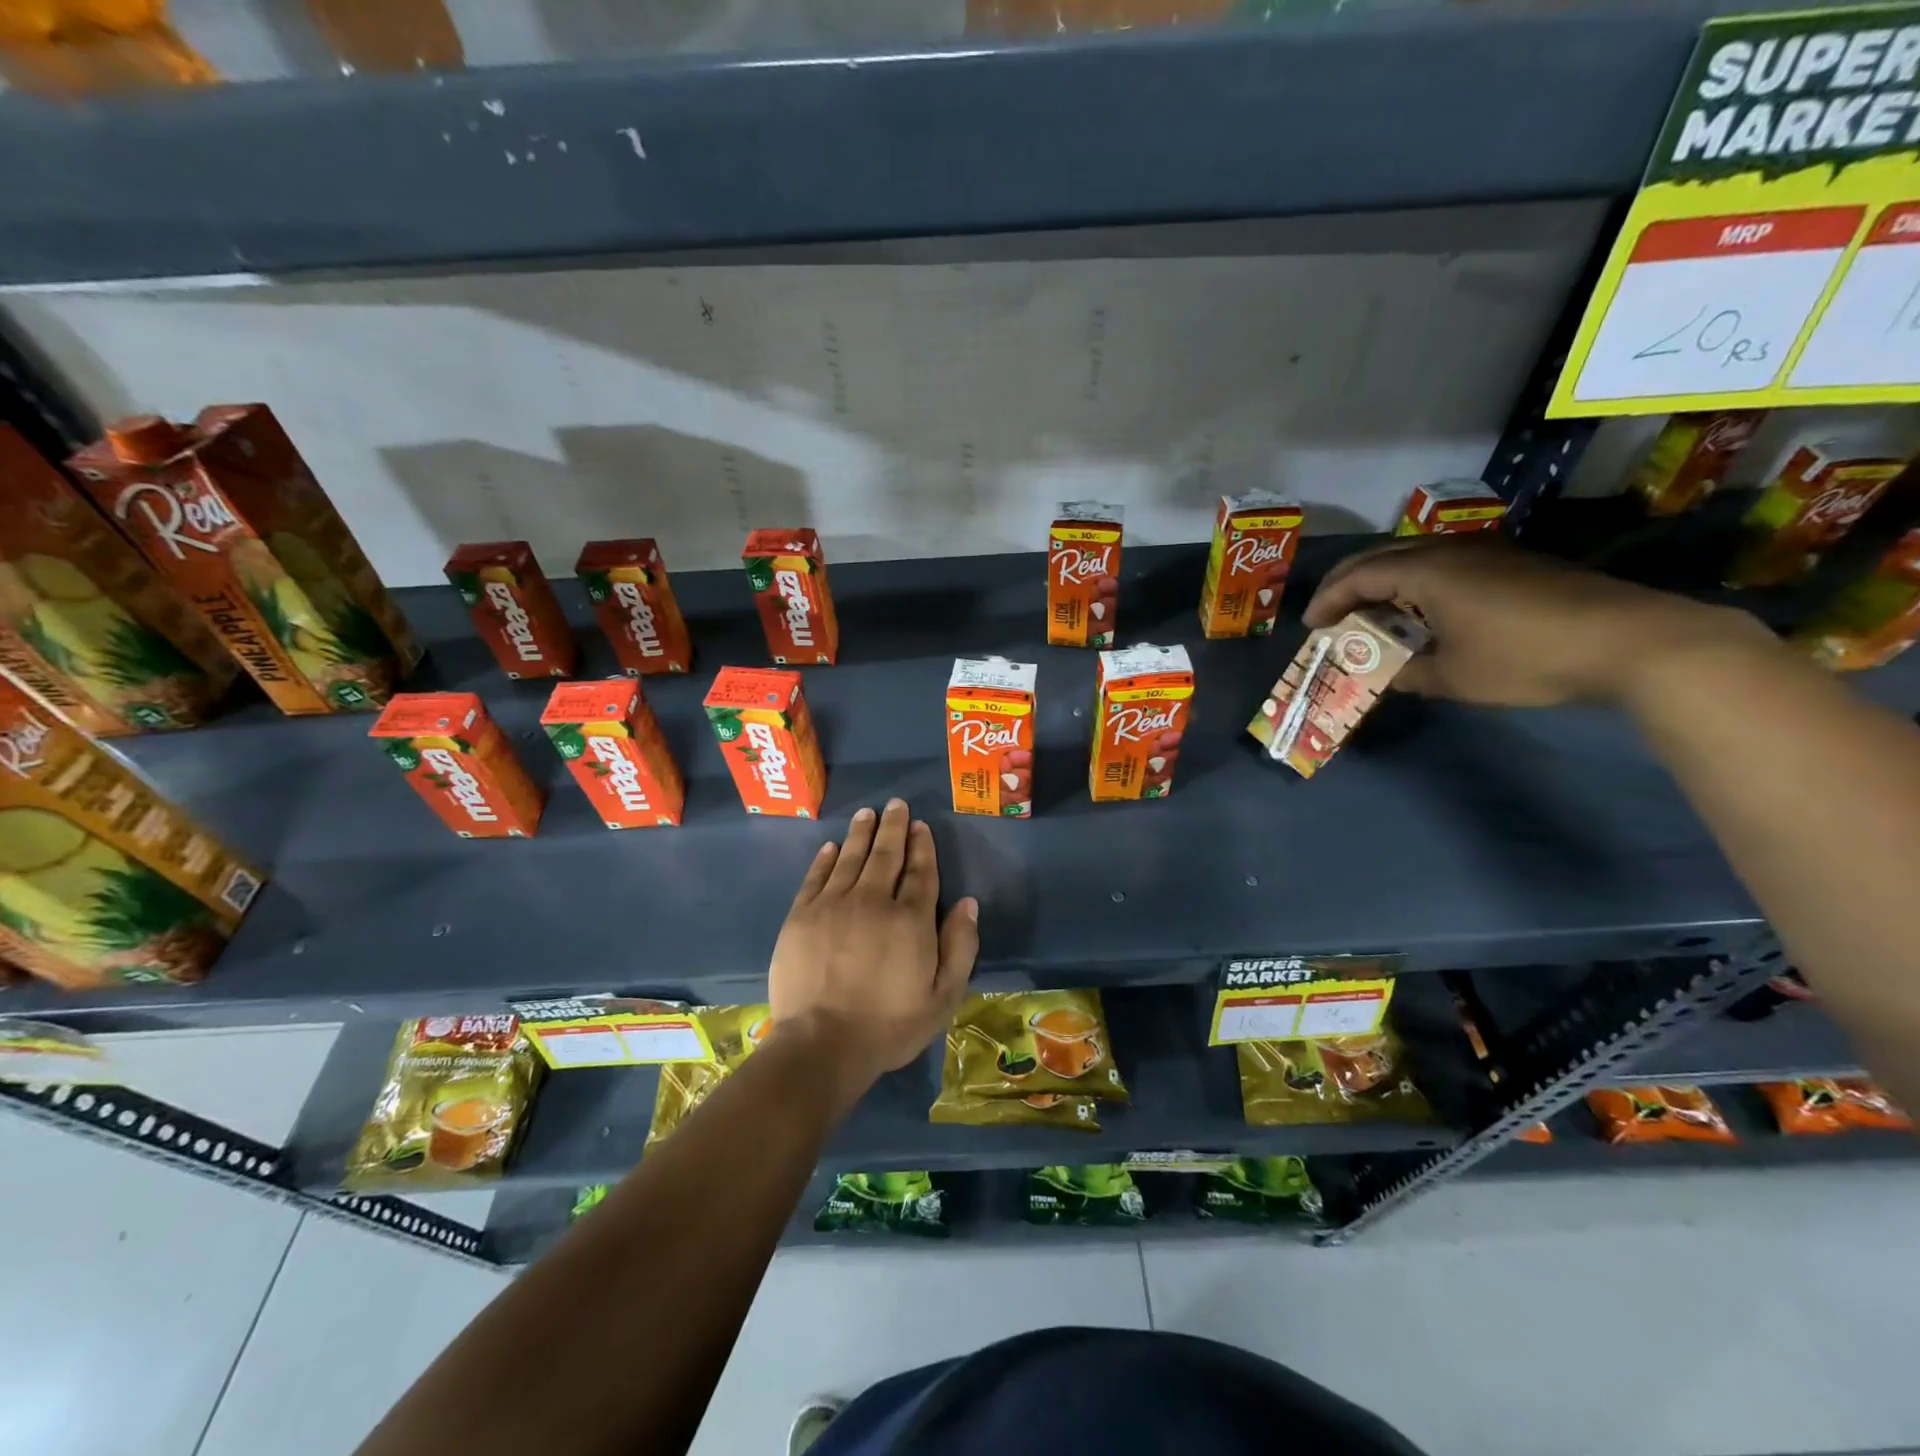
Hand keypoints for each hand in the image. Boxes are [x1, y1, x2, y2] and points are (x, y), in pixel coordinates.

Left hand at [767, 799, 978, 1102]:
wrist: (821, 1045)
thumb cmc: (888, 1026)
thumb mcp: (942, 997)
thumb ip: (960, 947)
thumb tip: (968, 903)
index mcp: (910, 919)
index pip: (920, 872)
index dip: (922, 846)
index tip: (920, 825)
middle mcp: (873, 901)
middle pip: (886, 855)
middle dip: (893, 827)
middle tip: (895, 804)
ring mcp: (833, 905)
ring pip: (851, 858)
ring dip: (861, 833)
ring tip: (867, 813)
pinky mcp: (801, 916)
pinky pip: (816, 877)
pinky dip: (825, 859)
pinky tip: (831, 846)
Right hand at [1303, 536, 1768, 707]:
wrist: (1631, 639)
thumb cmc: (1527, 657)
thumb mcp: (1455, 677)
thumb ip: (1409, 673)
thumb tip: (1388, 674)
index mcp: (1428, 572)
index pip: (1360, 577)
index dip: (1329, 600)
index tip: (1311, 626)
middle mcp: (1452, 551)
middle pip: (1382, 556)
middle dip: (1348, 583)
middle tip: (1330, 612)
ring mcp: (1487, 553)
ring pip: (1415, 556)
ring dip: (1383, 580)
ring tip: (1370, 612)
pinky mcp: (1514, 564)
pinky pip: (1444, 563)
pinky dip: (1415, 582)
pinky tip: (1421, 609)